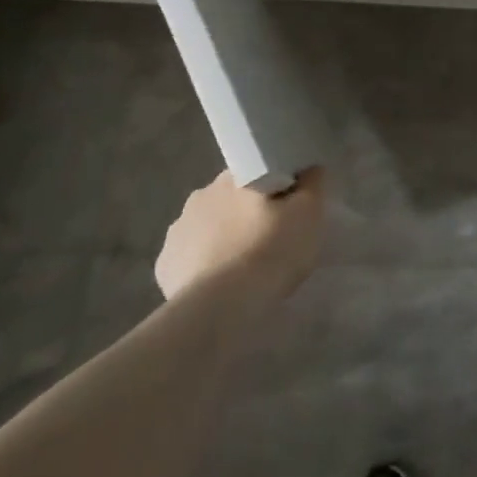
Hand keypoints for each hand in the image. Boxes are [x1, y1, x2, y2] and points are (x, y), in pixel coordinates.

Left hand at [154, 167, 324, 303]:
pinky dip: (204, 267)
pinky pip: (190, 258)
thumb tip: (309, 168)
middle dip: (246, 215)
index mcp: (234, 177)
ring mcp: (178, 231)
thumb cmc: (270, 251)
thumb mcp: (309, 213)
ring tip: (244, 268)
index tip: (286, 210)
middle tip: (268, 241)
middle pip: (231, 200)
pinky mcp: (164, 266)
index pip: (257, 172)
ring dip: (223, 239)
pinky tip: (220, 286)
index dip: (273, 190)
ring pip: (208, 228)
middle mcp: (201, 195)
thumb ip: (312, 183)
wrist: (223, 308)